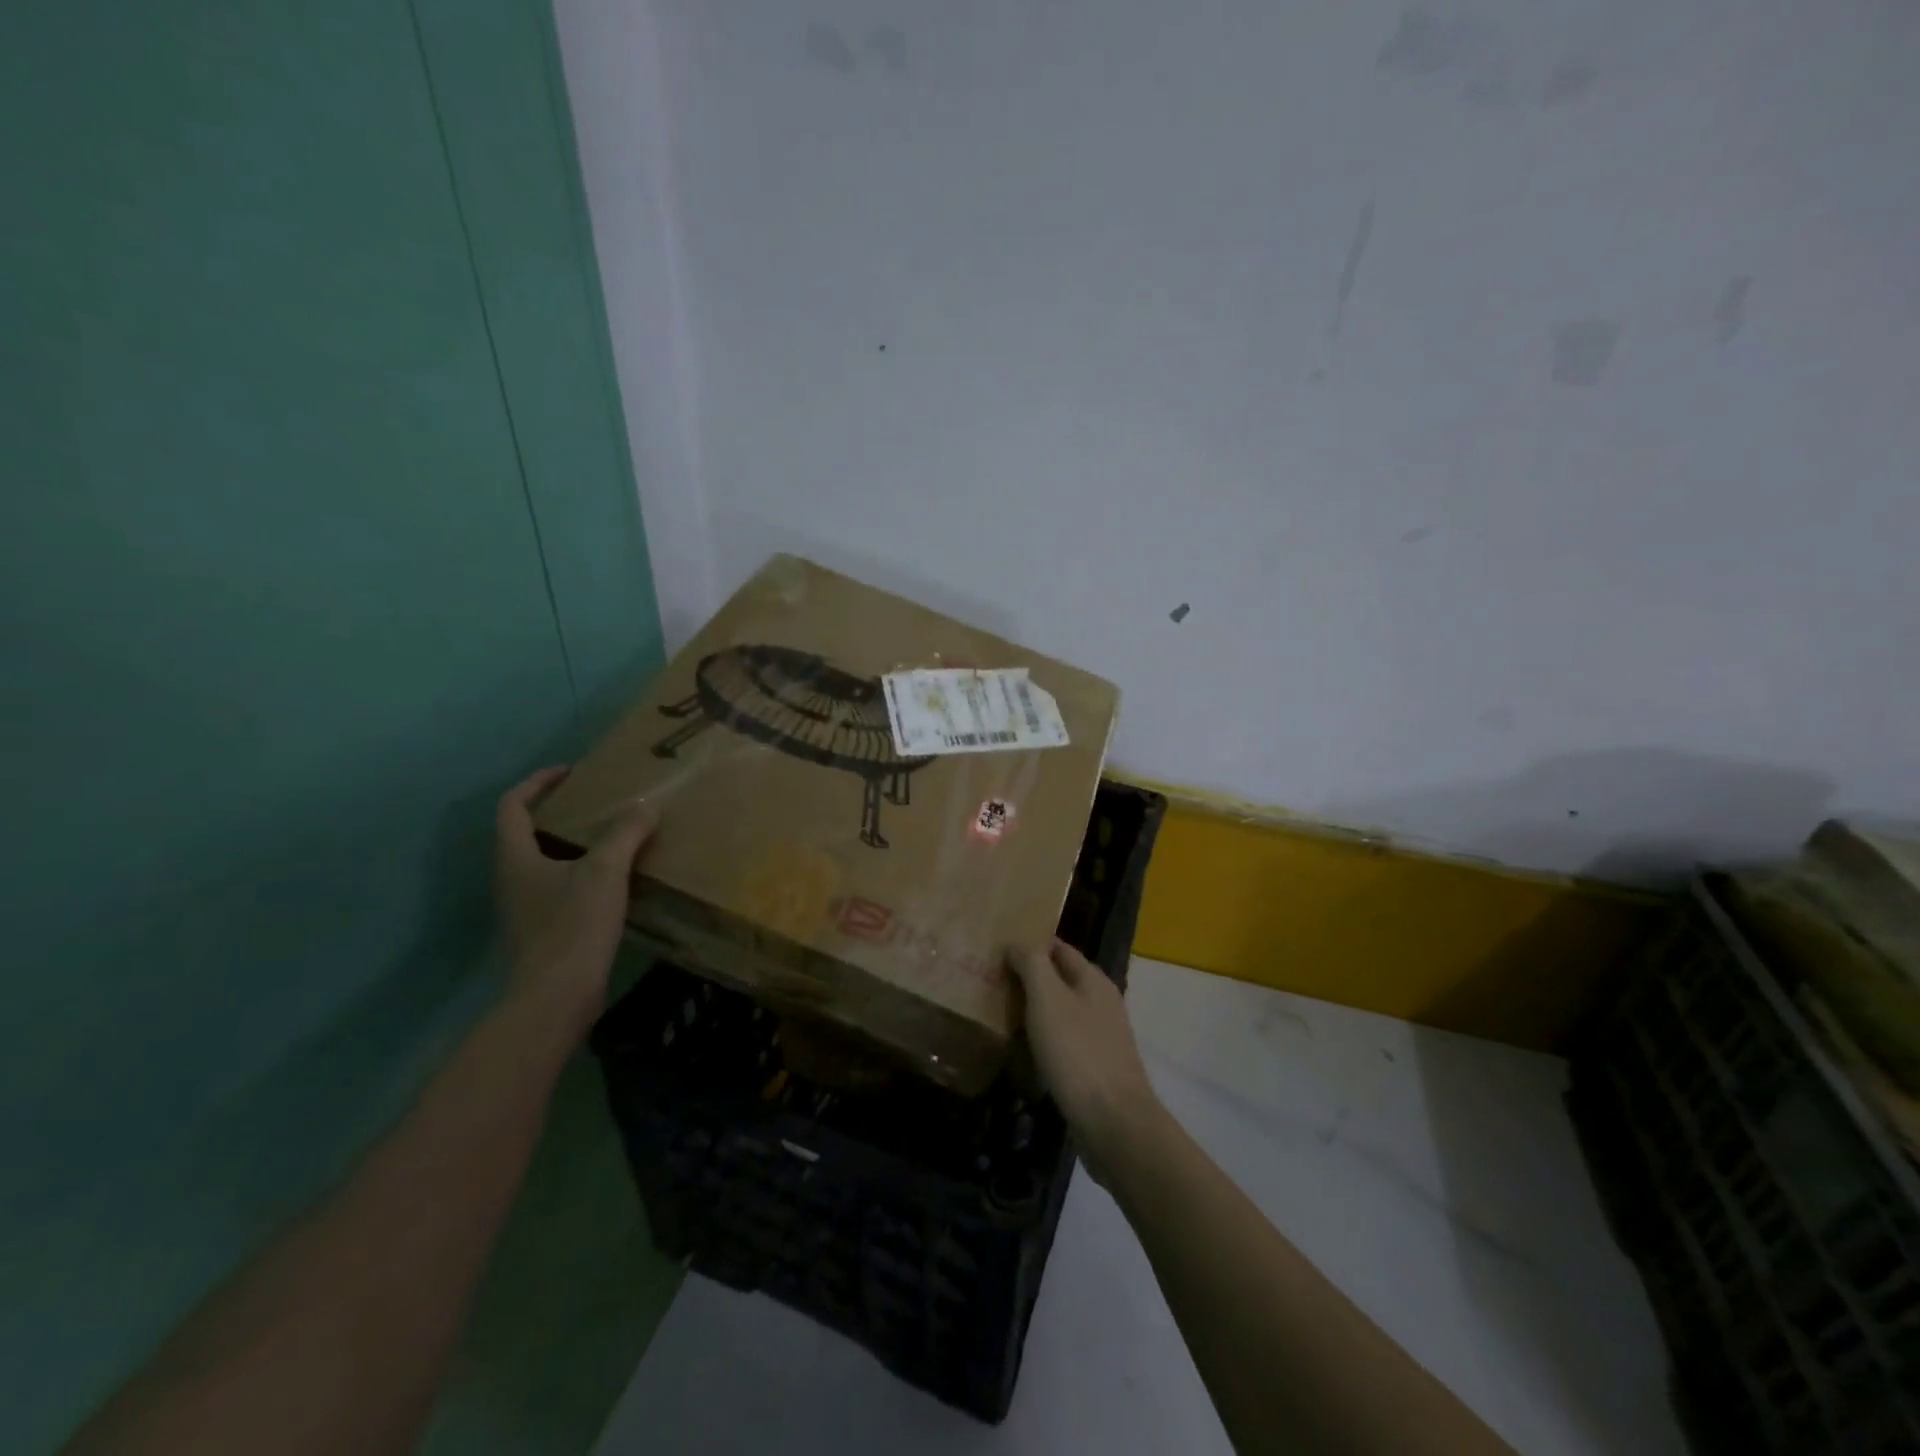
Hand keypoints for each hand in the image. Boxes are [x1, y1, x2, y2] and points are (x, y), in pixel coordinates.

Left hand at [494, 766, 656, 1035]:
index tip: (571, 772)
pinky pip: (560, 887)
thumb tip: (646, 804)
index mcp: (515, 857)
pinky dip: (583, 873)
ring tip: (613, 837)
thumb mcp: (605, 871)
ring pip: (544, 861)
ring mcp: (525, 907)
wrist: (556, 997)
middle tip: (598, 803)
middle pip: (526, 832)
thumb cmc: (572, 925)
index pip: (512, 805)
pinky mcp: (543, 931)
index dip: (538, 782)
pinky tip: (616, 880)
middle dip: (560, 812)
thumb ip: (625, 833)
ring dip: (573, 844)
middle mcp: (512, 878)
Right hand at [1010, 940, 1164, 1183]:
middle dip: (1029, 978)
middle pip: (1060, 979)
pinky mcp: (1096, 1067)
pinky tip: (1022, 1050)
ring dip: (1034, 1010)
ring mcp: (1102, 1036)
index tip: (997, 947)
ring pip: (1061, 1011)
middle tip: (991, 980)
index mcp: (1093, 979)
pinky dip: (1042, 1039)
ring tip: (999, 1012)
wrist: (1113, 1122)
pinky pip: (1064, 1041)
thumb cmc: (1076, 1052)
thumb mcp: (1048, 998)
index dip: (1030, 944)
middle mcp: (1102, 1002)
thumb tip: (1016, 942)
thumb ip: (1032, 963)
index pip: (1058, 948)